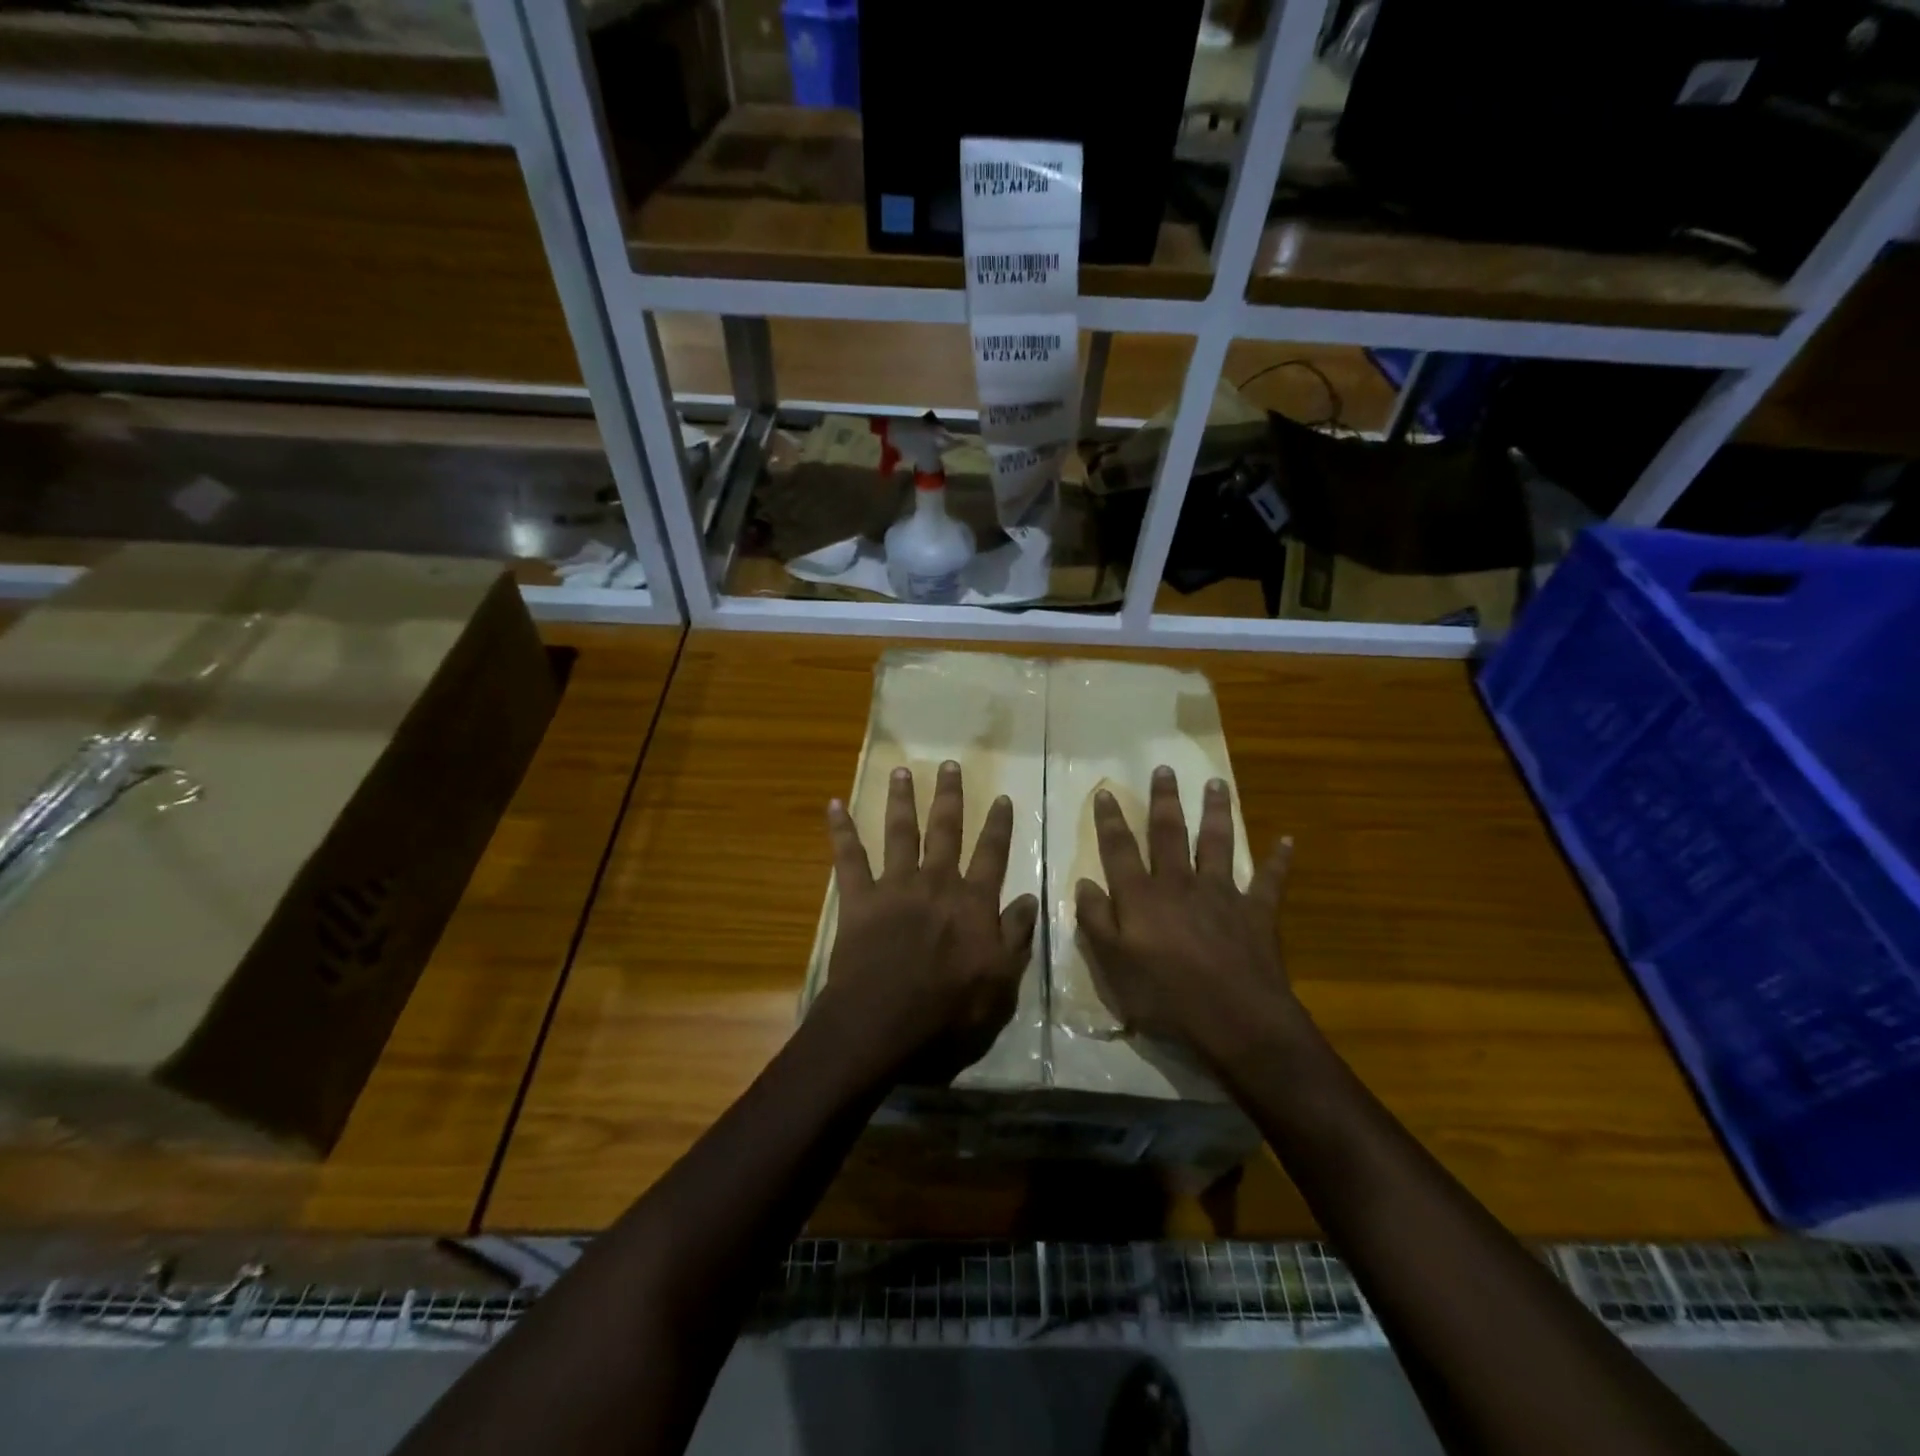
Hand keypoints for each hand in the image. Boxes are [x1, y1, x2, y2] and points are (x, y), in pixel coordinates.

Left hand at [813, 761, 1039, 1084]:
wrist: (884, 1021)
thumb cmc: (948, 1009)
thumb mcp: (1001, 981)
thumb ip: (1016, 936)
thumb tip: (1029, 898)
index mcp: (972, 902)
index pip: (992, 855)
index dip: (999, 826)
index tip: (1003, 797)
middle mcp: (936, 883)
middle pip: (946, 831)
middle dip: (949, 796)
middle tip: (950, 765)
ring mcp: (895, 887)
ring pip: (900, 833)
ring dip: (901, 800)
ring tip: (902, 770)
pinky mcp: (859, 899)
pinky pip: (848, 859)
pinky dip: (841, 831)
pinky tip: (833, 805)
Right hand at [1074, 766, 1297, 1064]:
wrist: (1237, 1020)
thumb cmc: (1167, 997)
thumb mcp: (1114, 966)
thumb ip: (1096, 922)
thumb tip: (1083, 884)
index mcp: (1142, 897)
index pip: (1120, 849)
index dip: (1110, 821)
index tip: (1105, 792)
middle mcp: (1180, 884)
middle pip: (1170, 833)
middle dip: (1164, 800)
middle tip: (1164, 768)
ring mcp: (1222, 894)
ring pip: (1217, 843)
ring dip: (1216, 812)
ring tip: (1216, 783)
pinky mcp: (1257, 913)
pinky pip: (1269, 881)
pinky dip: (1278, 860)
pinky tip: (1287, 840)